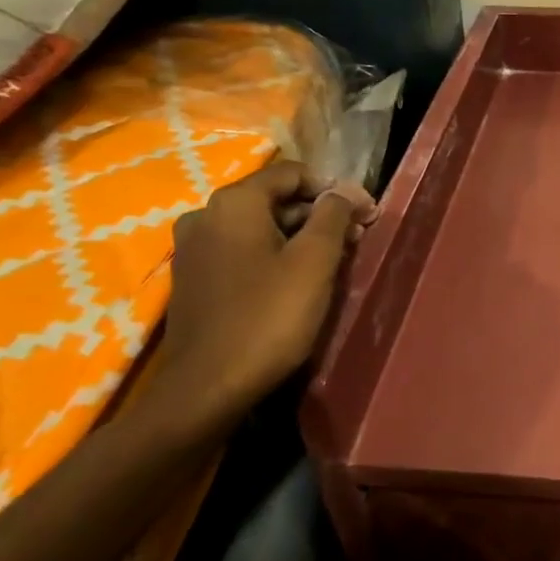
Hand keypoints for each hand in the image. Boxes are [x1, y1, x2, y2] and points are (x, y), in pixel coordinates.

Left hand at [153, 161, 375, 419]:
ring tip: (333, 261)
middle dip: (318, 214)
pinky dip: (272, 255)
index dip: (334, 188)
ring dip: (298, 236)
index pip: (292, 173)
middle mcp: (205, 215)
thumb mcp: (314, 263)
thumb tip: (344, 192)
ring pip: (258, 227)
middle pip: (274, 199)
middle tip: (356, 239)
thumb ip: (333, 216)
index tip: (365, 214)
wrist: (206, 388)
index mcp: (234, 203)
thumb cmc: (268, 318)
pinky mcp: (193, 279)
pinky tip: (295, 281)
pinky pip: (241, 251)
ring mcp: (193, 249)